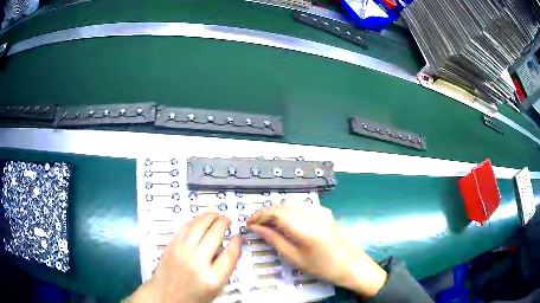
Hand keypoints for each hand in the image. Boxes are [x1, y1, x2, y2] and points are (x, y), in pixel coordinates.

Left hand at [128, 213, 241, 302]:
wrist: (164, 297)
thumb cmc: (192, 297)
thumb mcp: (214, 289)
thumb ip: (223, 270)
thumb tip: (228, 248)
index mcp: (212, 278)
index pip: (230, 254)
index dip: (236, 242)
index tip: (239, 236)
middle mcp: (197, 262)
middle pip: (214, 235)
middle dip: (223, 223)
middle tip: (227, 219)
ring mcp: (182, 252)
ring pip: (198, 227)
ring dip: (209, 217)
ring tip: (215, 214)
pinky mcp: (171, 246)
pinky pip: (184, 228)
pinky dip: (194, 221)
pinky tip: (199, 220)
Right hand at [248, 204, 386, 298]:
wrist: (350, 264)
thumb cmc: (322, 267)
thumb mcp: (295, 257)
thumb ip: (274, 239)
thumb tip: (256, 228)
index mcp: (307, 228)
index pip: (276, 213)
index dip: (259, 215)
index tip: (248, 223)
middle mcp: (314, 214)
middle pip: (283, 206)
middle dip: (266, 213)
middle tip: (255, 224)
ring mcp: (321, 210)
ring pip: (291, 204)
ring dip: (276, 211)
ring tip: (267, 224)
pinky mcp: (324, 211)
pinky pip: (301, 206)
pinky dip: (288, 211)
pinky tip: (284, 222)